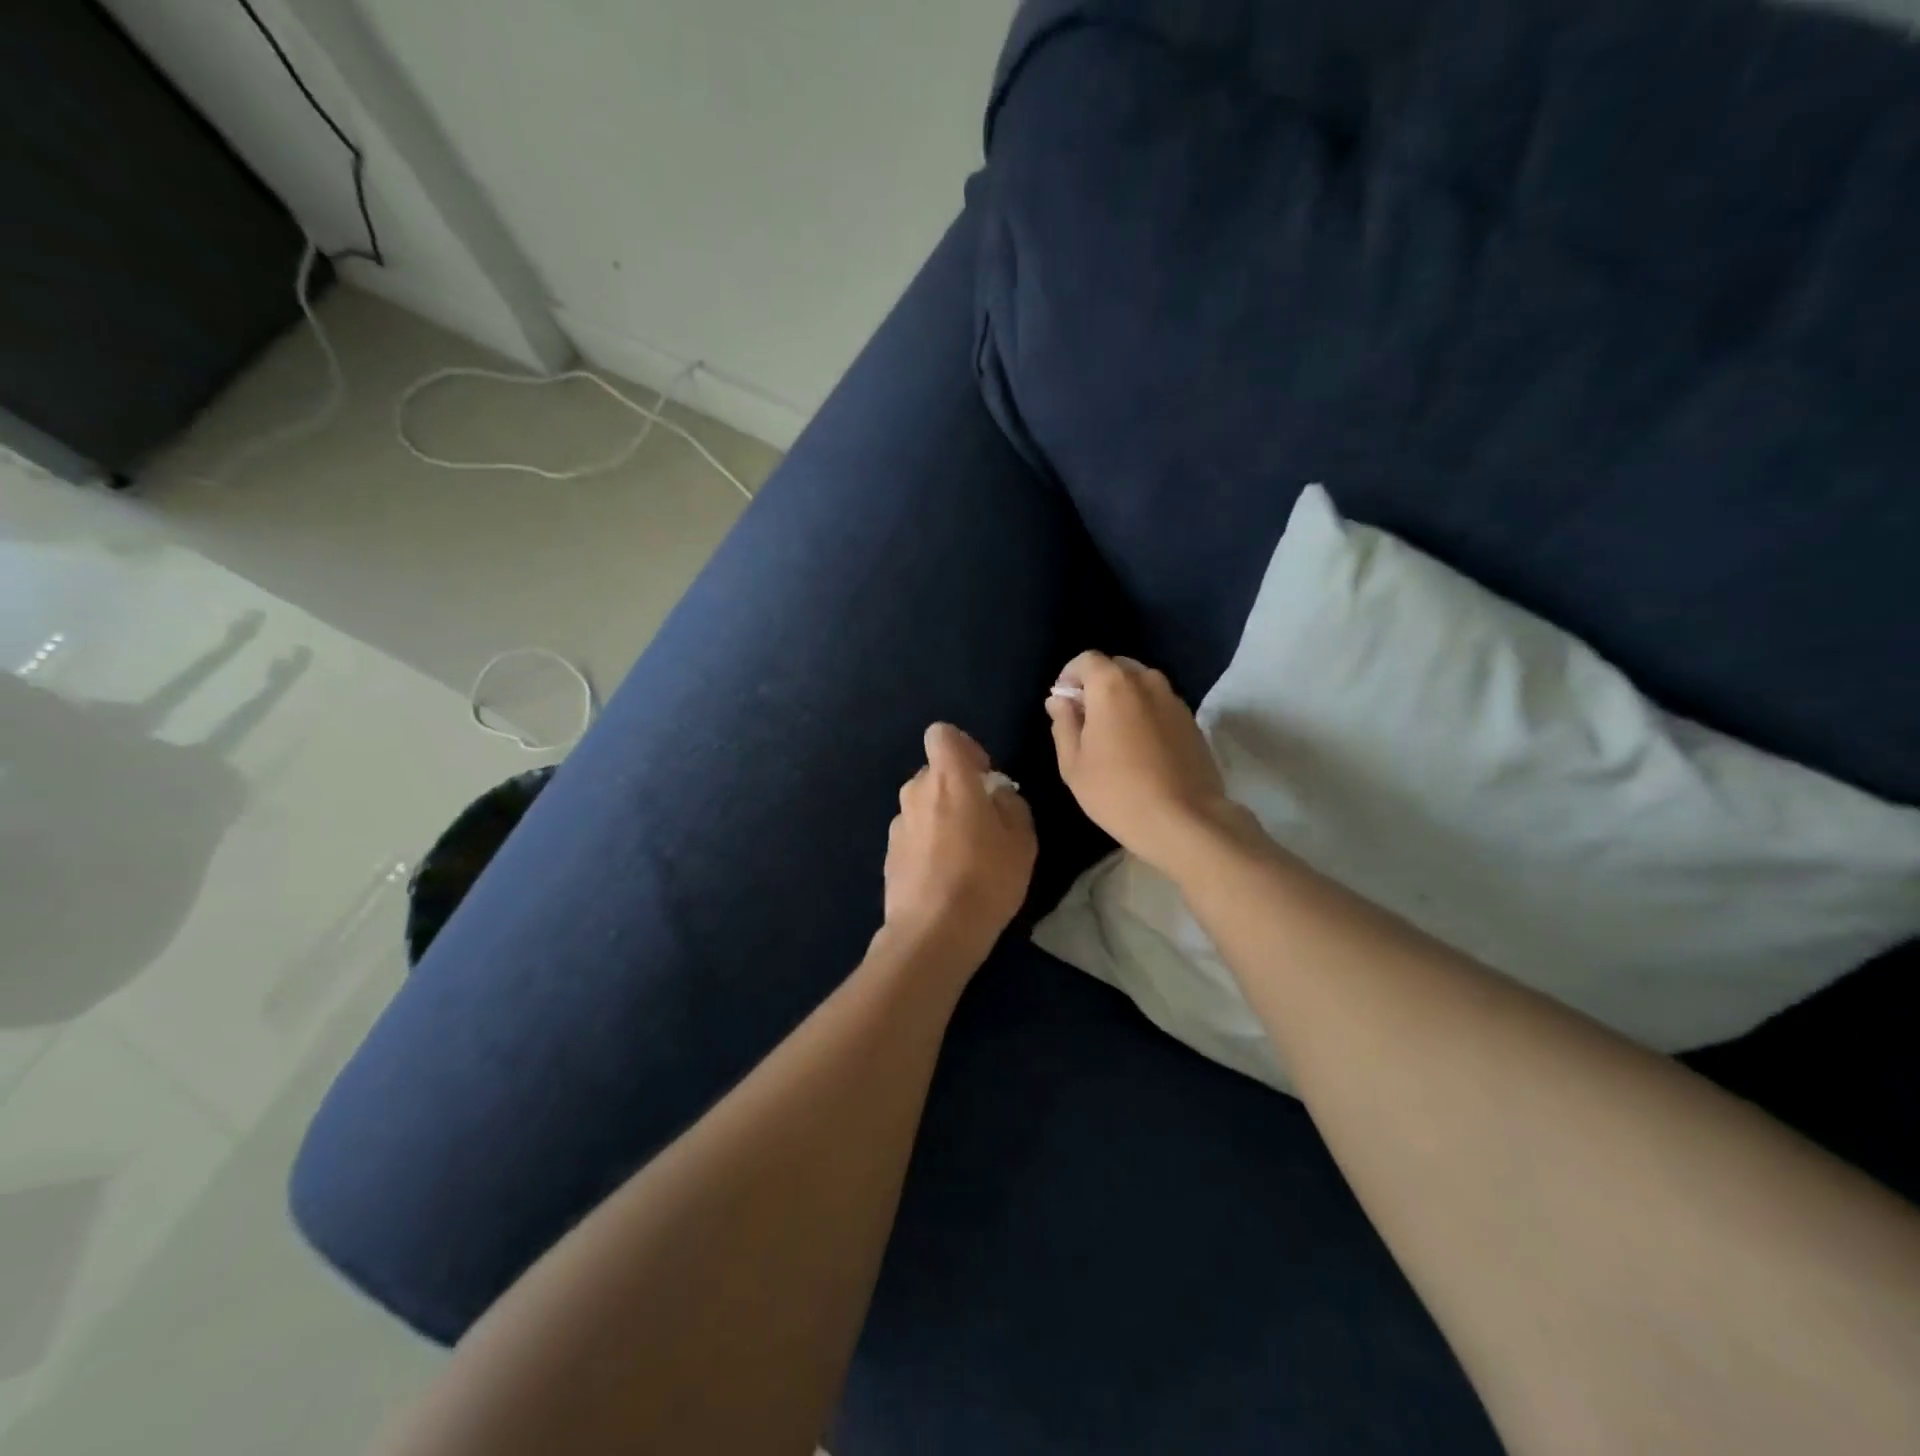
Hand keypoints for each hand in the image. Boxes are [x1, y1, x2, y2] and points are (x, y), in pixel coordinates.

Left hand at [883, 723, 1036, 964]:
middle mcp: (916, 792)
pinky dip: (927, 843)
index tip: (982, 775)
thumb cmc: (986, 879)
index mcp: (949, 779)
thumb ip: (1010, 804)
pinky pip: (913, 834)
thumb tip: (996, 795)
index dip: (963, 747)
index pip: (942, 734)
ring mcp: (898, 824)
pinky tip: (944, 876)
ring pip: (922, 804)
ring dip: (940, 816)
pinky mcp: (889, 854)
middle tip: (981, 820)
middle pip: (934, 772)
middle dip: (956, 786)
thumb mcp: (1022, 840)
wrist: (933, 933)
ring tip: (964, 853)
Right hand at [1046, 652, 1237, 871]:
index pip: (1086, 660)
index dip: (1070, 677)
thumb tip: (1060, 700)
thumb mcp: (1073, 763)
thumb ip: (1063, 723)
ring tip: (1115, 737)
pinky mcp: (1192, 721)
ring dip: (1123, 700)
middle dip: (1097, 686)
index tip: (1063, 705)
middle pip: (1116, 668)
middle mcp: (1147, 681)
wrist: (1184, 820)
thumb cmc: (1116, 791)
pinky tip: (1141, 749)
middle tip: (1087, 722)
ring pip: (1141, 685)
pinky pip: (1160, 705)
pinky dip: (1145, 714)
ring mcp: (1174, 700)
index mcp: (1113, 684)